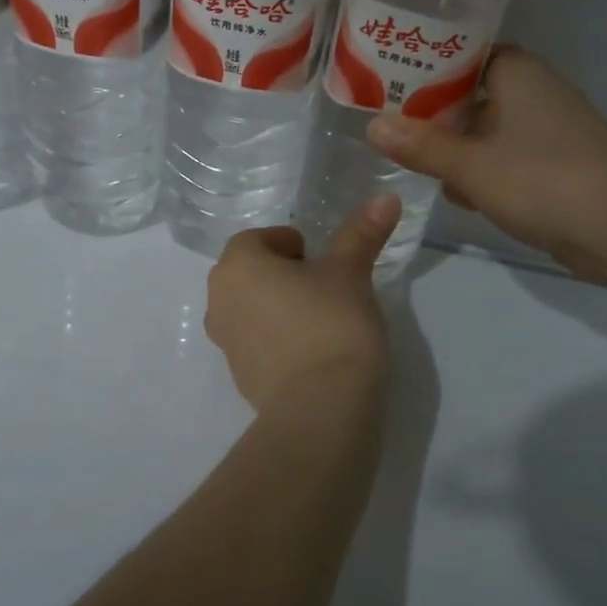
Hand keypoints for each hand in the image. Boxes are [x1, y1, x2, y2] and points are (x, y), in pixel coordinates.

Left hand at [204, 195, 402, 419]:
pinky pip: (256, 343)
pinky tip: (313, 353)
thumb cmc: (331, 324)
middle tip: (324, 286)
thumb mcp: (351, 273)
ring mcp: (224, 342)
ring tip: (321, 319)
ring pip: (251, 308)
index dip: (292, 245)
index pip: (259, 239)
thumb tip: (387, 197)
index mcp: (237, 265)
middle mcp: (219, 299)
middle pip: (250, 272)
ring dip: (278, 306)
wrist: (321, 408)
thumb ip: (362, 233)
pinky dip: (278, 340)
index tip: (321, 260)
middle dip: (283, 274)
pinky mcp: (238, 376)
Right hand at [365, 46, 606, 283]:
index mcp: (514, 72)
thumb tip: (373, 126)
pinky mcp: (556, 164)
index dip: (419, 67)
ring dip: (454, 147)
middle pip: (467, 93)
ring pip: (485, 129)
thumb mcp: (470, 164)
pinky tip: (458, 195)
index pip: (457, 53)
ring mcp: (547, 129)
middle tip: (385, 128)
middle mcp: (532, 91)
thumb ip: (420, 145)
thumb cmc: (544, 180)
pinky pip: (506, 157)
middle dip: (430, 114)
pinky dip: (482, 171)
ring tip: (411, 163)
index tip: (381, 82)